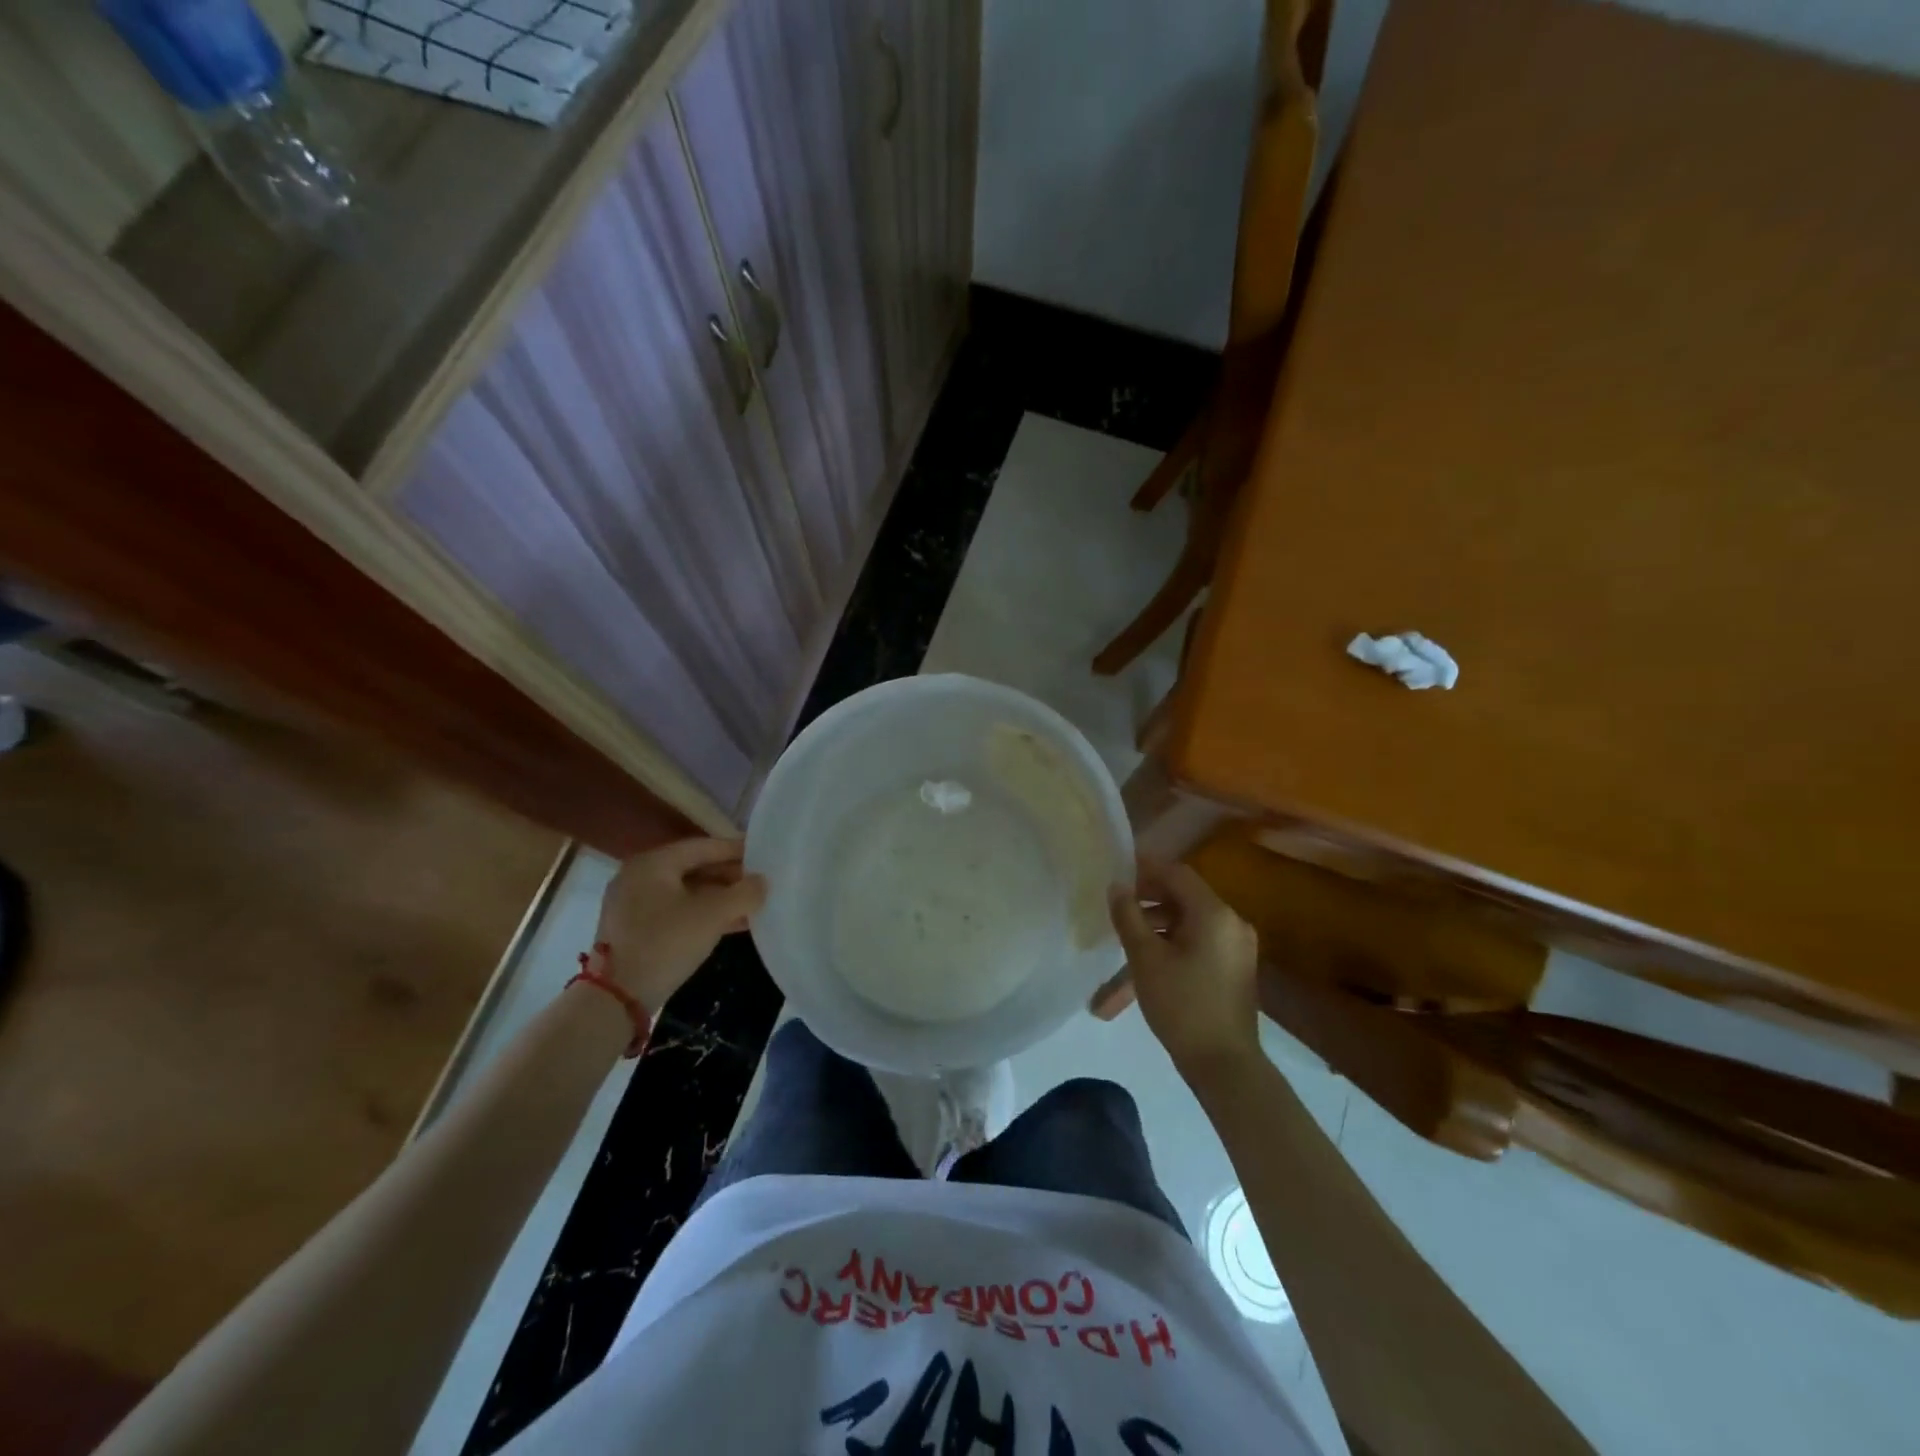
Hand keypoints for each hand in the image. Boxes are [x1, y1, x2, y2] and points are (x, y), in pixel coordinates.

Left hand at [594, 838, 766, 1012]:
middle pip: (694, 868)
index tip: (764, 854)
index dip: (736, 849)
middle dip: (730, 876)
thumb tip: (762, 882)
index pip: (703, 846)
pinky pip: (677, 911)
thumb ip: (743, 893)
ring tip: (753, 904)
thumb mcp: (712, 915)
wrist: (617, 998)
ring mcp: (634, 904)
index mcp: (653, 863)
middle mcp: (640, 877)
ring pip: (687, 892)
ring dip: (720, 898)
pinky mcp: (636, 930)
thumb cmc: (666, 943)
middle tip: (761, 882)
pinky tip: (732, 923)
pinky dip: (703, 914)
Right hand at [1098, 858, 1261, 1081]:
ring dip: (1156, 926)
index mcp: (1214, 913)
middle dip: (1147, 899)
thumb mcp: (1145, 958)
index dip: (1145, 867)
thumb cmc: (1182, 1005)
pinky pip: (1198, 942)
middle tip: (1116, 905)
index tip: (1116, 870)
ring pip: (1188, 923)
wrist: (1225, 1065)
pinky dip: (1172, 943)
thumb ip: (1128, 916)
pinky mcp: (1234, 968)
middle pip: (1183, 897)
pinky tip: (1146, 962)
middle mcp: (1231, 922)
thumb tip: (1117, 886)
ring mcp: (1236, 947)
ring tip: (1124, 939)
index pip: (1177, 873)